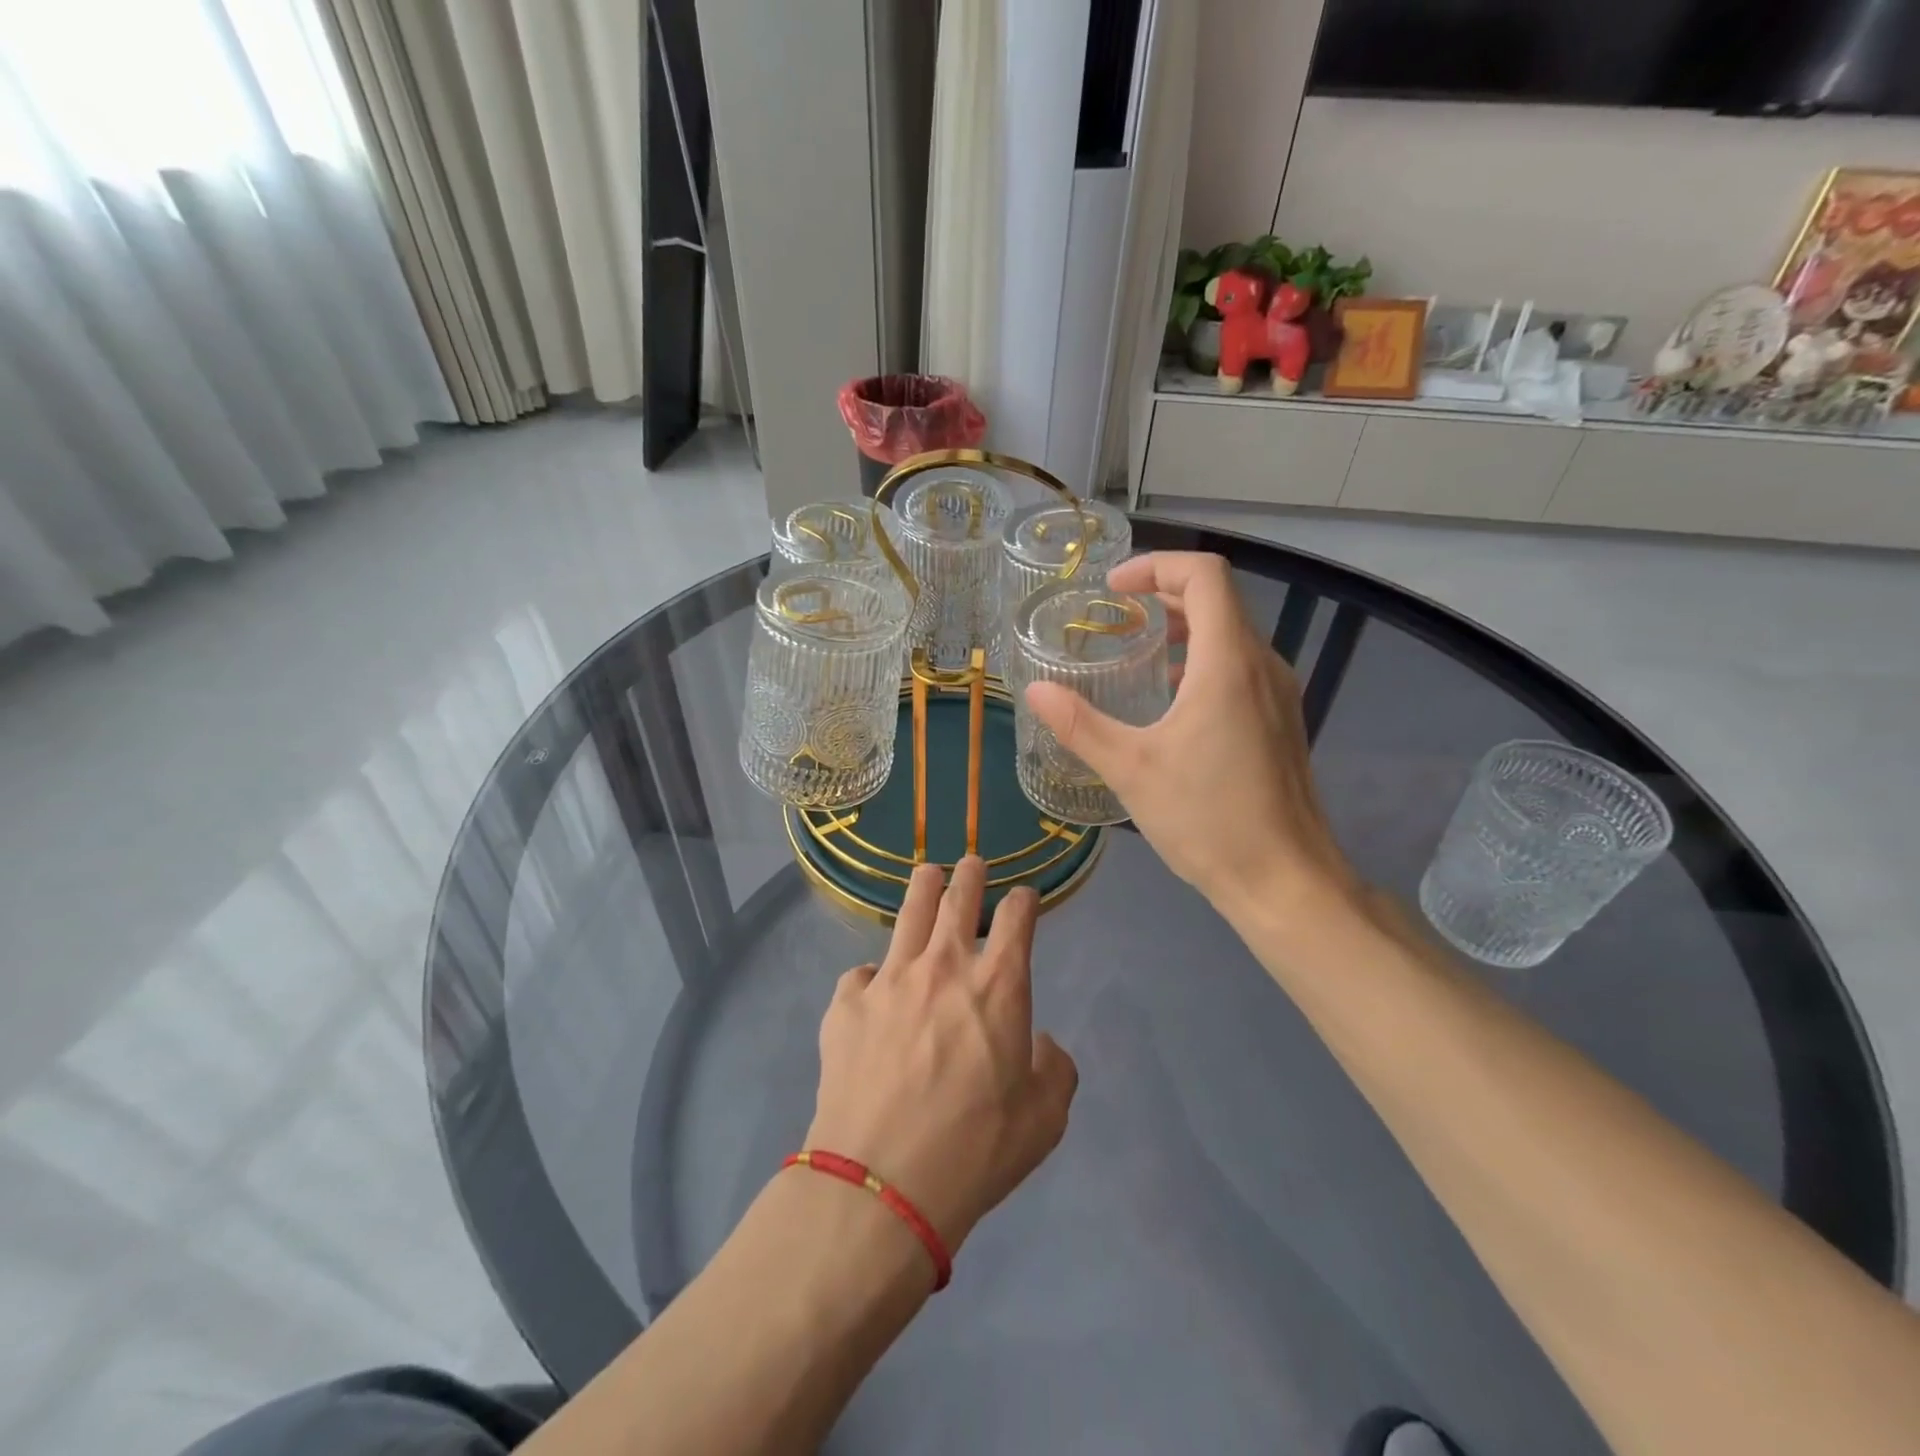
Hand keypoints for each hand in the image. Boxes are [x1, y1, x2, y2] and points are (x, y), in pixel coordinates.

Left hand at [804, 857, 1077, 1253]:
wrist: (883, 1182)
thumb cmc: (976, 1149)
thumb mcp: (1045, 1119)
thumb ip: (1055, 1069)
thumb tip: (1041, 1043)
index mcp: (998, 985)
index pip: (1017, 918)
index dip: (1023, 900)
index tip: (1024, 896)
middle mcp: (943, 966)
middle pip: (958, 897)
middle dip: (970, 875)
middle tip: (972, 863)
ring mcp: (889, 979)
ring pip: (908, 913)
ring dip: (923, 888)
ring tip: (928, 874)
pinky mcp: (846, 1003)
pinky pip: (862, 974)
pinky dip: (874, 976)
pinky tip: (874, 989)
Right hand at [1024, 551, 1356, 922]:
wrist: (1284, 880)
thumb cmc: (1208, 819)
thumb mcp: (1131, 769)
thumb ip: (1080, 724)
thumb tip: (1034, 690)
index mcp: (1228, 663)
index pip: (1204, 575)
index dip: (1157, 566)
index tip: (1113, 589)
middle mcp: (1262, 666)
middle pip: (1219, 599)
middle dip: (1165, 593)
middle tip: (1116, 615)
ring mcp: (1279, 694)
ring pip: (1232, 634)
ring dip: (1185, 627)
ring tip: (1140, 652)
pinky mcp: (1281, 721)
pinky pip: (1241, 667)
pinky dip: (1203, 660)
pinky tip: (1172, 700)